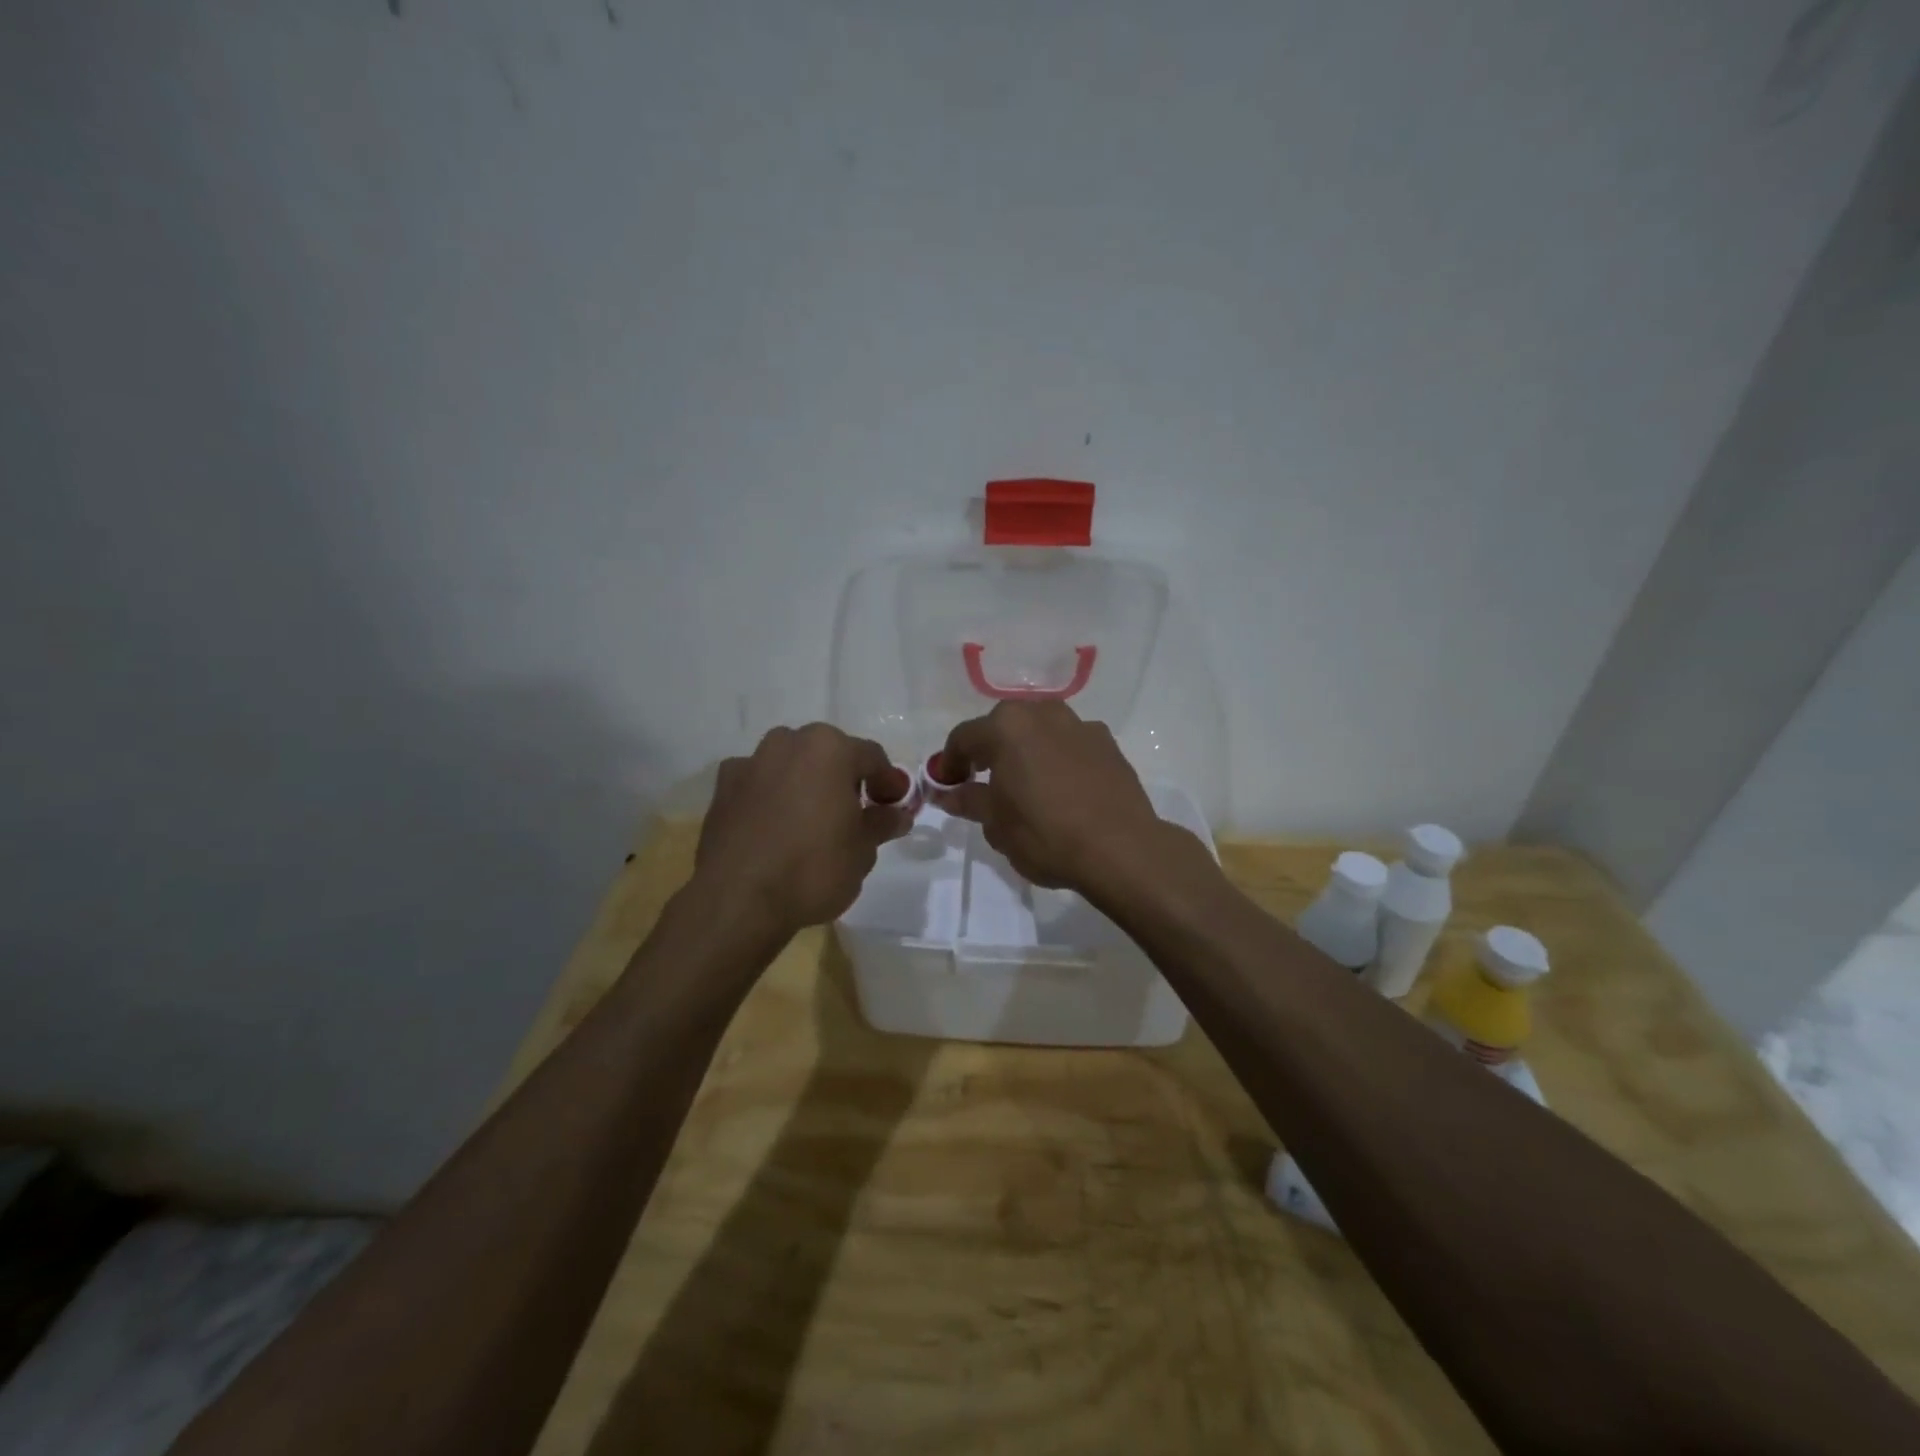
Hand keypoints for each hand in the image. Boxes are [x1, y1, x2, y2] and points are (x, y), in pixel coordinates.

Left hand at [693, 724, 912, 933]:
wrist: (738, 899)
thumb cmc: (813, 868)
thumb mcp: (863, 850)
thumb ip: (881, 823)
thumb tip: (896, 814)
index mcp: (829, 749)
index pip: (872, 757)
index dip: (888, 782)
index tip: (895, 805)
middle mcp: (788, 743)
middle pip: (828, 754)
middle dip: (844, 778)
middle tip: (856, 812)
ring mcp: (750, 763)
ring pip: (790, 765)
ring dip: (805, 783)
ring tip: (812, 819)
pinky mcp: (722, 789)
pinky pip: (759, 785)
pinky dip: (771, 797)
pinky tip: (776, 827)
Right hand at [934, 701, 1174, 891]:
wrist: (1120, 848)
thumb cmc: (1045, 834)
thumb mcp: (996, 824)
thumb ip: (968, 800)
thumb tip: (947, 792)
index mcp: (1006, 727)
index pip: (963, 738)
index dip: (949, 763)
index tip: (946, 786)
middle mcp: (1042, 713)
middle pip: (1003, 726)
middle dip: (989, 751)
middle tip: (984, 783)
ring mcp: (1079, 725)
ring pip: (1040, 731)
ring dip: (1026, 751)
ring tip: (1027, 785)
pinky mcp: (1108, 743)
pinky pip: (1070, 744)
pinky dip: (1058, 758)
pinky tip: (1063, 789)